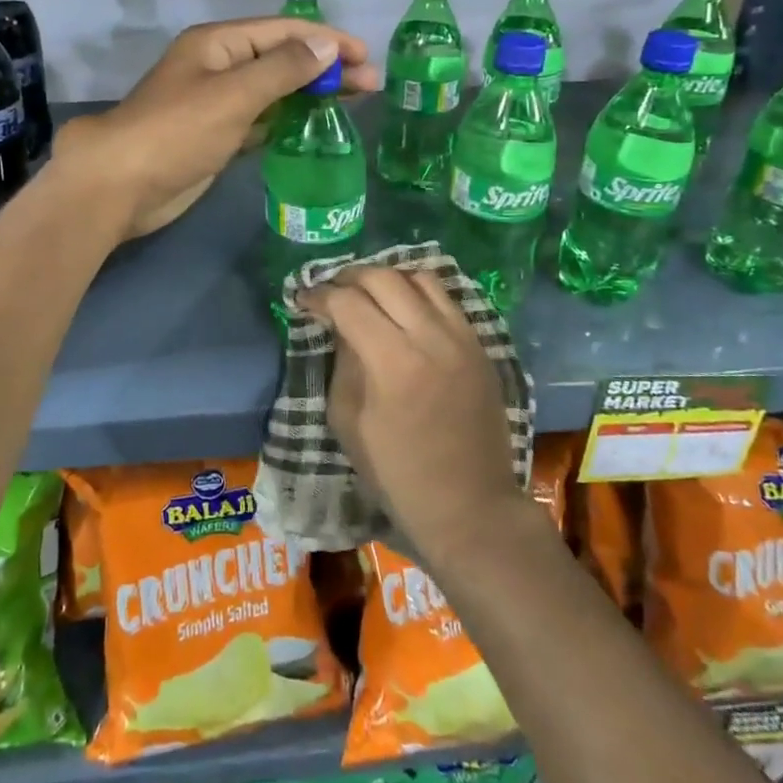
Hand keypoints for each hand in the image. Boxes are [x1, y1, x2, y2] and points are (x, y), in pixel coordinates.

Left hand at [53, 16, 378, 239]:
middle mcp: (220, 66)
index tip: (367, 57)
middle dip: (326, 68)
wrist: (121, 185)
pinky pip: (263, 120)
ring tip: (355, 103)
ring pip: (275, 91)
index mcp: (219, 44)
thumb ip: (282, 69)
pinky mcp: (219, 136)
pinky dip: (289, 120)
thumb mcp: (233, 94)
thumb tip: (325, 44)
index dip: (327, 40)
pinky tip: (317, 127)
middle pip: (283, 59)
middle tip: (371, 86)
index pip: (284, 31)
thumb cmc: (176, 131)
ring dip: (312, 94)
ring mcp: (219, 103)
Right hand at [297, 267, 526, 568]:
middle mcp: (431, 337)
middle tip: (331, 291)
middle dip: (349, 277)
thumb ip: (342, 362)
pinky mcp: (480, 345)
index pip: (348, 302)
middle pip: (384, 277)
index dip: (319, 295)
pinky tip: (402, 308)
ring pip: (420, 277)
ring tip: (367, 292)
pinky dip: (418, 292)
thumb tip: (338, 324)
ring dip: (387, 278)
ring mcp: (462, 337)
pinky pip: (446, 299)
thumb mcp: (348, 420)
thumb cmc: (396, 474)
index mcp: (392, 362)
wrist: (469, 505)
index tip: (303, 299)